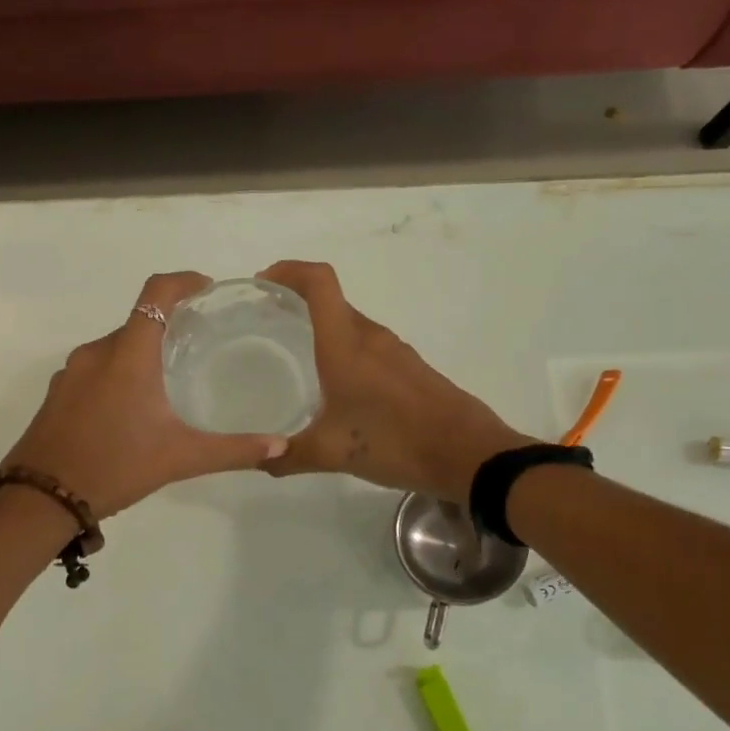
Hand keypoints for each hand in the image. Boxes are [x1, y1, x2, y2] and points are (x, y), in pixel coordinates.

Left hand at [2, 272, 287, 518]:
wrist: (40, 499)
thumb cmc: (114, 467)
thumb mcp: (180, 458)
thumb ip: (232, 449)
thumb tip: (279, 445)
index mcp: (129, 355)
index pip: (157, 293)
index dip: (184, 281)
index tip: (207, 290)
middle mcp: (97, 352)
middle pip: (139, 321)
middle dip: (170, 324)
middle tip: (201, 344)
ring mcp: (72, 372)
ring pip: (116, 347)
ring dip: (144, 352)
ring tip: (171, 378)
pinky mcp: (58, 393)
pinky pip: (96, 368)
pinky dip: (119, 372)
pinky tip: (133, 408)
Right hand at [257, 260, 537, 500]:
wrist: (468, 454)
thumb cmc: (395, 442)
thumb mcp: (332, 453)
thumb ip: (289, 455)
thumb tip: (261, 459)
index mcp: (346, 345)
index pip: (319, 283)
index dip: (289, 271)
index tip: (263, 282)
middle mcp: (371, 339)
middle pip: (332, 302)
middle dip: (298, 302)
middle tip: (268, 324)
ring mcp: (396, 353)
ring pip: (352, 326)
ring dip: (324, 329)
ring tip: (297, 355)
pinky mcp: (412, 370)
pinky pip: (370, 348)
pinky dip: (347, 352)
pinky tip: (339, 387)